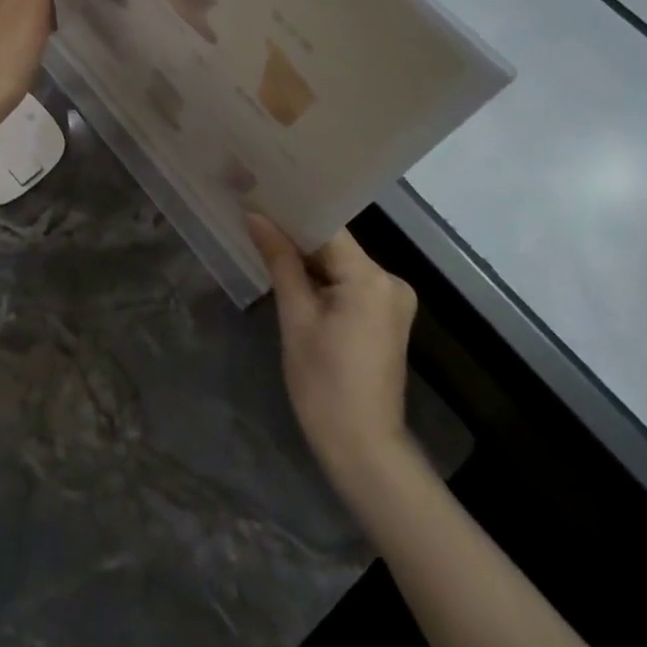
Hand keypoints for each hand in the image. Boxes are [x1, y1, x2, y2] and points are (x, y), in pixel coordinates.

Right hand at [249, 216, 418, 486]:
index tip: (259, 198)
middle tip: (255, 218)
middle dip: (296, 236)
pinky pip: (349, 283)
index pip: (327, 228)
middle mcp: (389, 280)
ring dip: (308, 259)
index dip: (291, 213)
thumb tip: (256, 217)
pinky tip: (292, 276)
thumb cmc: (324, 384)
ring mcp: (392, 300)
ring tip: (266, 241)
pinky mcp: (386, 317)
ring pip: (340, 264)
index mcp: (370, 277)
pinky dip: (323, 280)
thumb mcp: (296, 318)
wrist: (363, 449)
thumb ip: (280, 262)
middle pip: (335, 245)